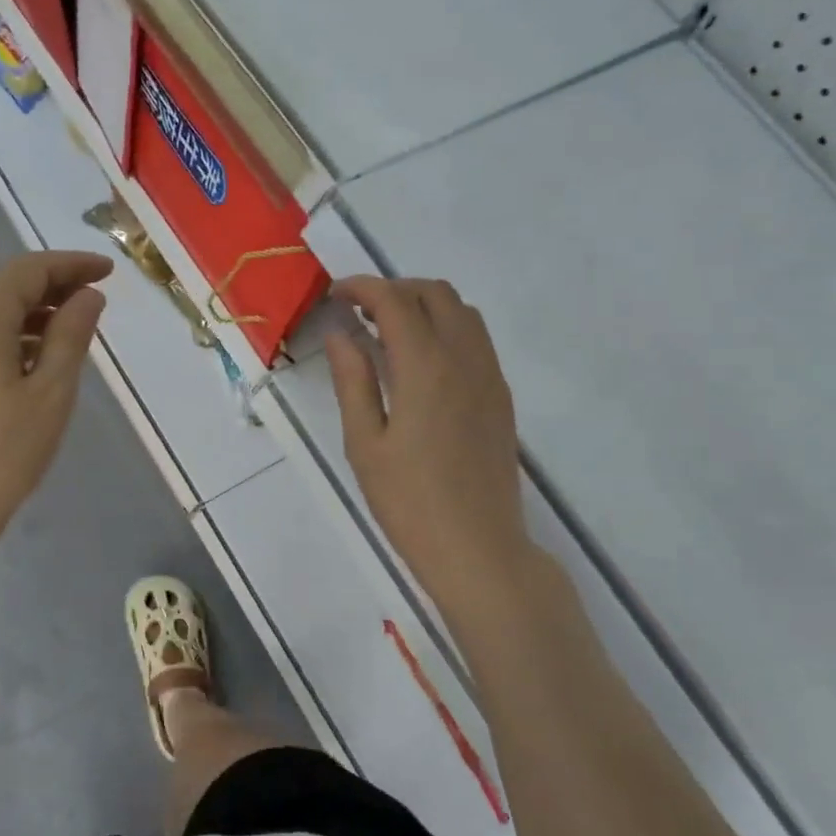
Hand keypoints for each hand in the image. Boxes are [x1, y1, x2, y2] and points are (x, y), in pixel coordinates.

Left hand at [0, 251, 112, 562]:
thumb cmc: (2, 454)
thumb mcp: (51, 393)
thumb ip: (71, 335)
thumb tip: (87, 297)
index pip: (26, 271)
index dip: (70, 265)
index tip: (108, 272)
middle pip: (2, 290)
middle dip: (50, 289)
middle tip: (94, 302)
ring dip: (28, 317)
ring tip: (68, 336)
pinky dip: (4, 340)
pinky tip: (29, 366)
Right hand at [324, 276, 532, 614]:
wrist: (478, 548)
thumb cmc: (409, 502)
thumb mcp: (365, 443)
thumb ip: (353, 381)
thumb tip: (340, 334)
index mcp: (426, 367)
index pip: (395, 301)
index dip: (362, 288)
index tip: (335, 295)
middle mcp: (465, 358)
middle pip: (435, 293)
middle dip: (394, 289)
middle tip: (359, 312)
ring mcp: (489, 376)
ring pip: (462, 311)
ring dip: (424, 304)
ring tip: (389, 332)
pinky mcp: (500, 397)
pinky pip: (476, 339)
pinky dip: (447, 327)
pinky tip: (422, 361)